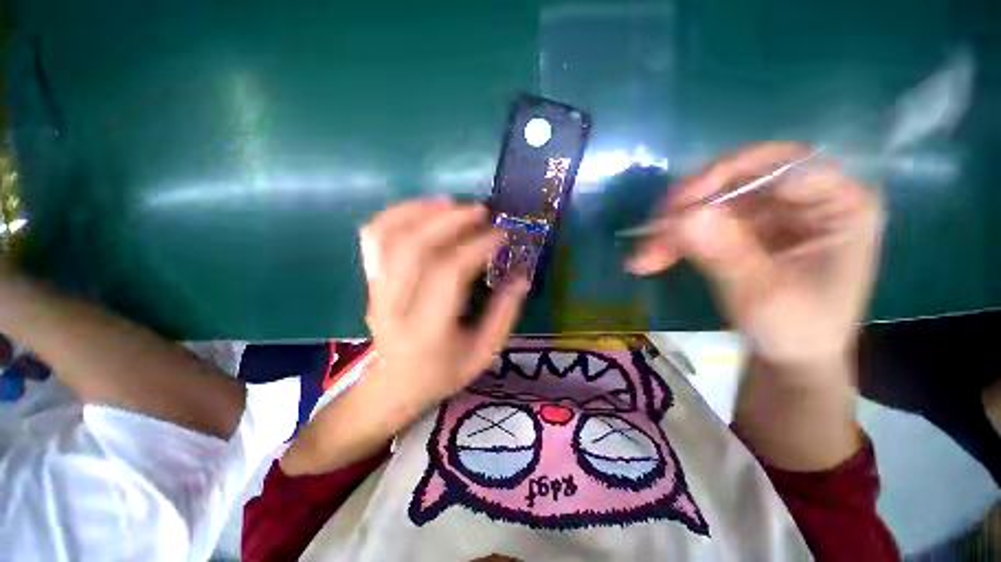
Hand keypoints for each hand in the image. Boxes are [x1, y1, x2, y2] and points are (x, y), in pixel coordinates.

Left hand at [360, 198, 529, 416]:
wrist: (394, 385)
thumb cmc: (444, 373)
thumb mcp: (484, 352)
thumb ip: (505, 313)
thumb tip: (522, 274)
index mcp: (426, 330)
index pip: (448, 274)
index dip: (476, 247)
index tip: (501, 233)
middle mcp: (394, 305)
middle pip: (415, 248)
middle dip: (451, 221)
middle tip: (481, 210)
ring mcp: (376, 289)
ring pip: (390, 236)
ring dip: (423, 211)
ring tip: (453, 203)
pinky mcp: (370, 280)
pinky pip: (374, 237)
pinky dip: (396, 214)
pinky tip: (422, 208)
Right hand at [628, 143, 884, 372]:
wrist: (788, 358)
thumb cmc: (796, 332)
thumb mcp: (763, 296)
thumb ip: (726, 254)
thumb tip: (683, 217)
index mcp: (841, 205)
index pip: (782, 164)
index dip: (724, 176)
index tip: (677, 206)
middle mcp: (806, 199)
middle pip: (737, 182)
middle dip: (688, 209)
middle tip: (652, 232)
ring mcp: (772, 214)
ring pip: (710, 204)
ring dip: (673, 231)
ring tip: (645, 258)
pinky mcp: (744, 230)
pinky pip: (701, 224)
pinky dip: (674, 242)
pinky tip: (650, 260)